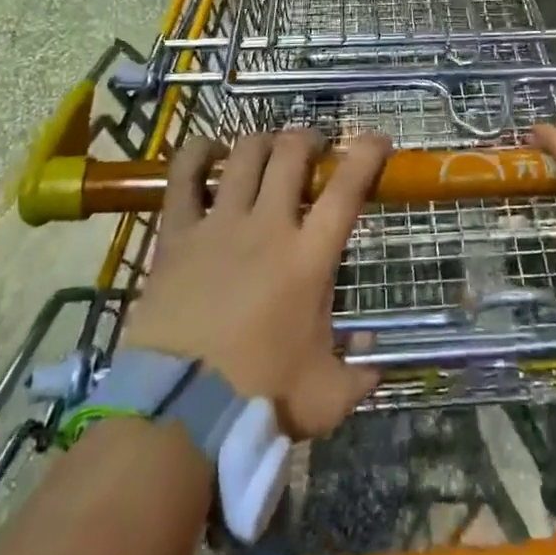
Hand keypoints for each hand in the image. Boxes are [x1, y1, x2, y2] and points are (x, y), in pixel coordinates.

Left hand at [120, 130, 390, 440]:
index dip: (366, 155)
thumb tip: (376, 357)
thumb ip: (358, 374)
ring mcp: (220, 224)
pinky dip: (196, 153)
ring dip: (263, 141)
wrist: (178, 415)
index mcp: (309, 258)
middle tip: (314, 147)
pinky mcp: (178, 234)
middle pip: (292, 154)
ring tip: (268, 148)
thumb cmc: (259, 402)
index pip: (346, 189)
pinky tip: (208, 150)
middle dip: (308, 138)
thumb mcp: (325, 397)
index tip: (377, 139)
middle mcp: (268, 226)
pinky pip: (183, 176)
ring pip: (245, 155)